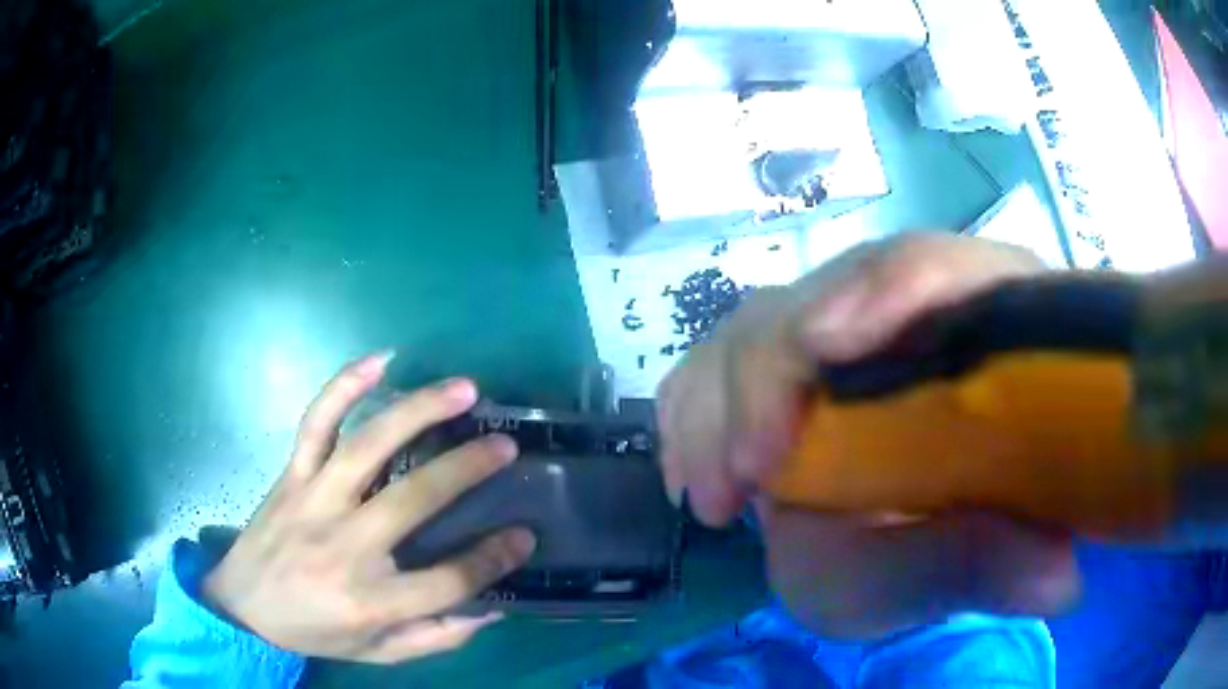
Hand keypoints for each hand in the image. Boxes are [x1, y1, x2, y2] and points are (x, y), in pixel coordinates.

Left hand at [203, 353, 535, 662]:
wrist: (243, 608)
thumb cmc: (316, 633)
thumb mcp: (381, 653)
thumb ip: (438, 637)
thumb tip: (493, 609)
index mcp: (373, 601)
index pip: (450, 580)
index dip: (494, 558)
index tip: (525, 535)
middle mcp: (346, 546)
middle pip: (415, 500)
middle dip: (468, 469)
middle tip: (507, 445)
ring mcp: (315, 501)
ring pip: (369, 445)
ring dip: (419, 411)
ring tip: (463, 390)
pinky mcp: (292, 475)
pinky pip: (316, 423)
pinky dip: (345, 387)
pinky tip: (380, 361)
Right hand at [658, 233, 1079, 637]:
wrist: (902, 552)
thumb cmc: (940, 554)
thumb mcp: (956, 574)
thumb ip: (995, 568)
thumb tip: (1057, 576)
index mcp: (983, 330)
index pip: (940, 266)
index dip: (886, 288)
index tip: (821, 349)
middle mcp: (912, 316)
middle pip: (832, 287)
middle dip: (769, 370)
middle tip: (739, 479)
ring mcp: (842, 337)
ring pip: (765, 320)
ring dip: (720, 399)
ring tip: (708, 492)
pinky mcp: (787, 367)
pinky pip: (724, 359)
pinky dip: (695, 410)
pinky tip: (692, 470)